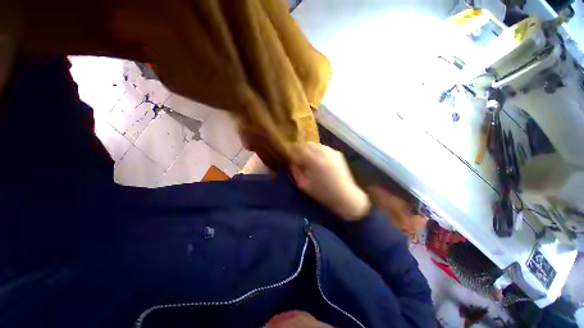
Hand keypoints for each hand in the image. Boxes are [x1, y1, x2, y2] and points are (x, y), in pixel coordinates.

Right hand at [290, 143, 369, 220]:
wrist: (345, 196)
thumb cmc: (323, 193)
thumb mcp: (304, 185)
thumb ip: (296, 172)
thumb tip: (291, 162)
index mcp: (314, 161)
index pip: (299, 149)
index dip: (292, 149)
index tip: (287, 152)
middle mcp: (323, 153)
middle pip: (307, 144)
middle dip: (300, 148)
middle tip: (296, 155)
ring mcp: (332, 152)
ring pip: (316, 145)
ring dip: (309, 149)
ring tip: (307, 156)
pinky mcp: (337, 153)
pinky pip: (324, 148)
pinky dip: (318, 150)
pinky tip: (318, 158)